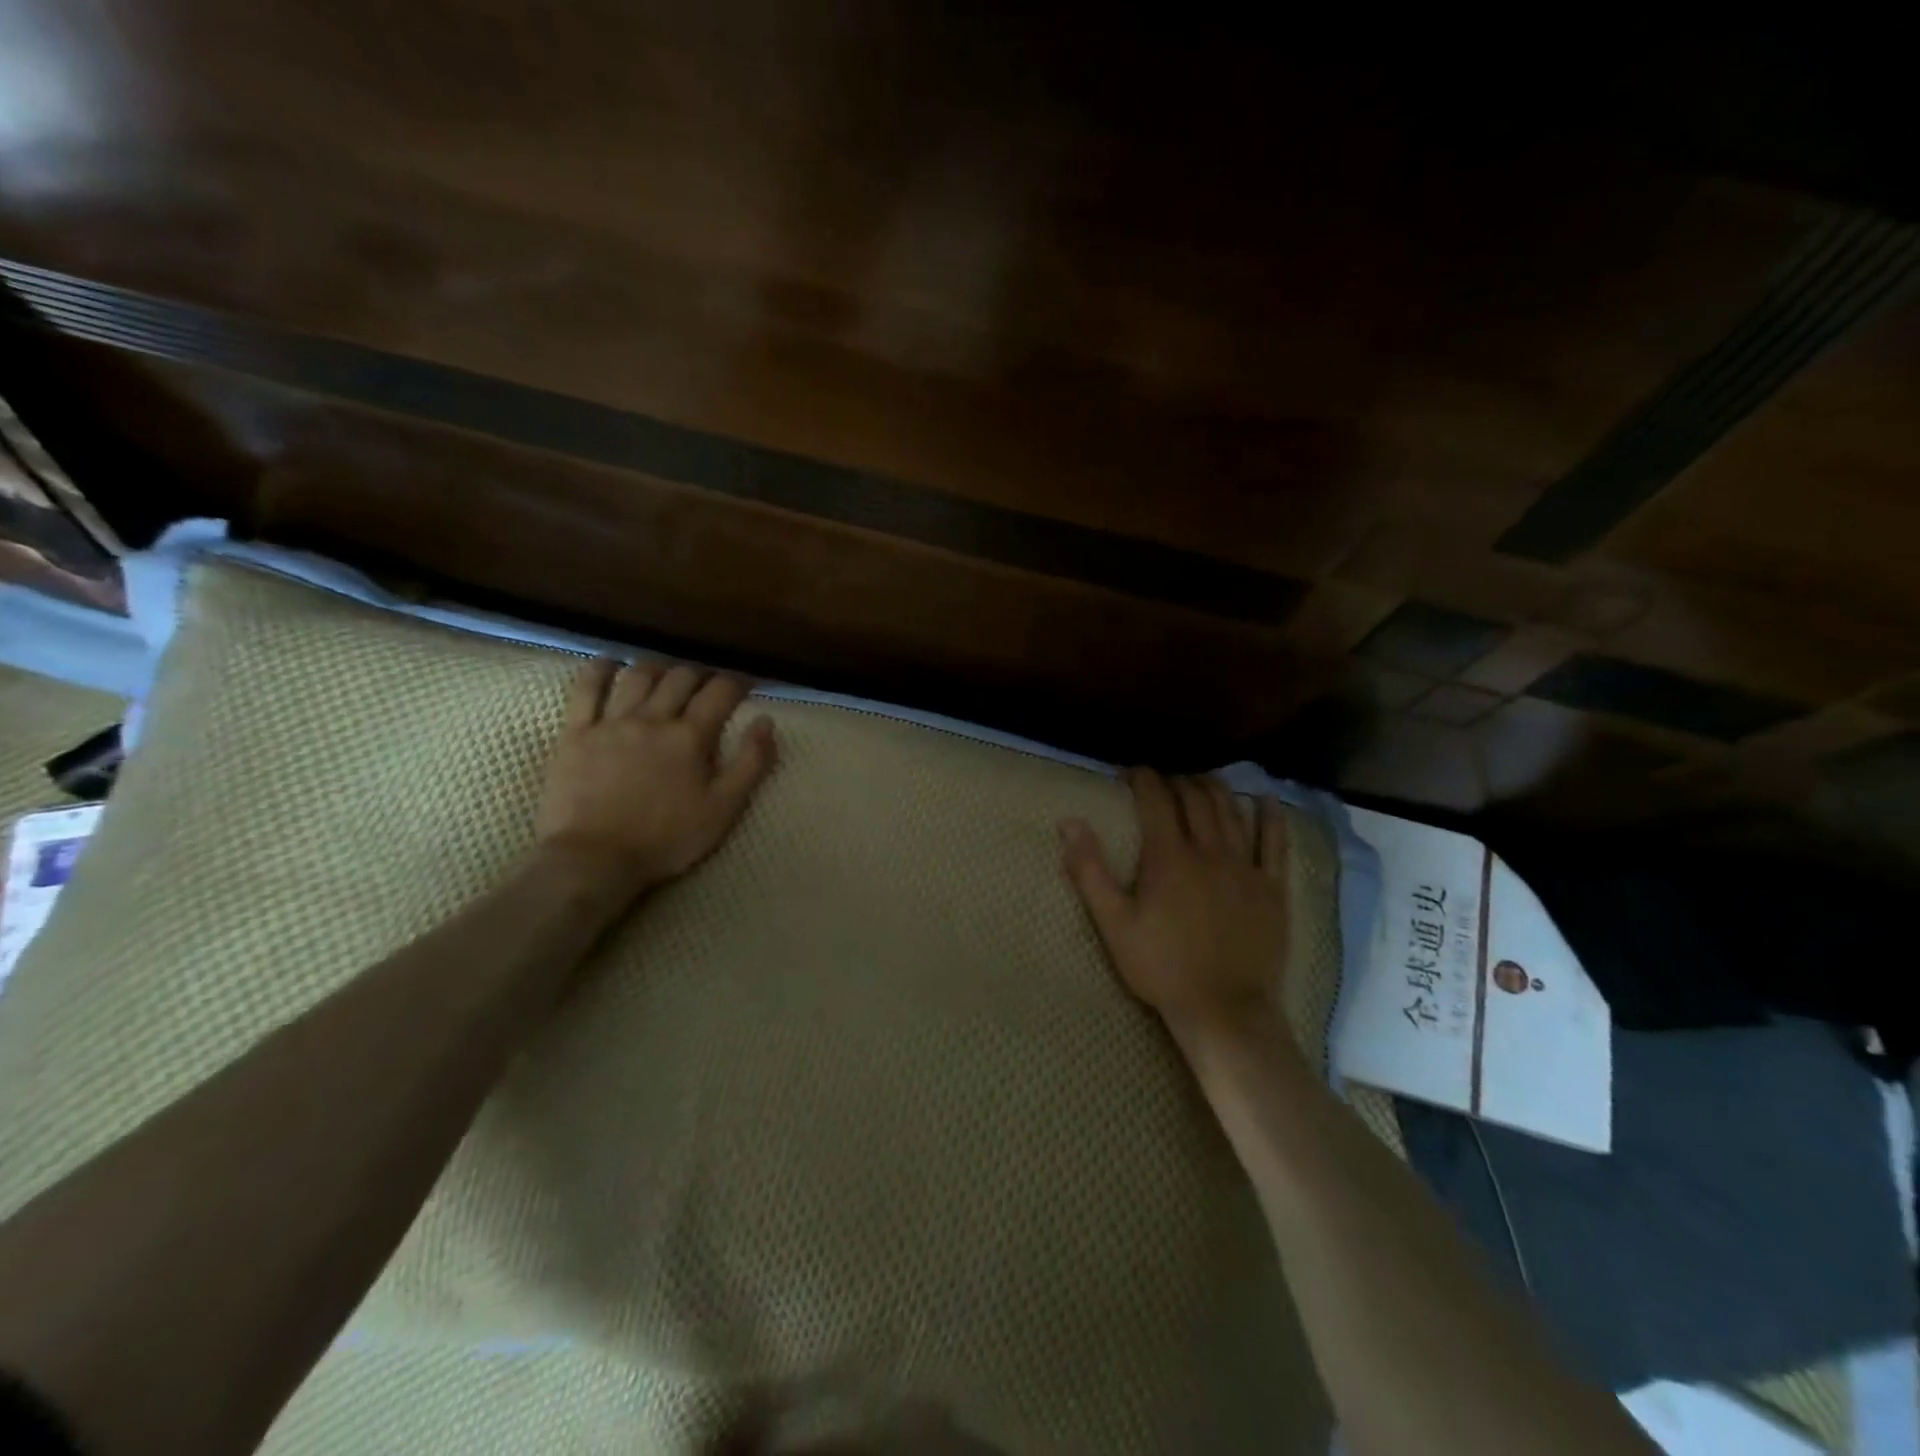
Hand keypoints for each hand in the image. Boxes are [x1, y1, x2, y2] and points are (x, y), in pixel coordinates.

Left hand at [534, 658, 777, 895]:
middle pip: (680, 678)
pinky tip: (609, 663)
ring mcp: (611, 722)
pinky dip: (599, 670)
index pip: (720, 692)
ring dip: (657, 667)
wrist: (594, 859)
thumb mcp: (724, 809)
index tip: (744, 685)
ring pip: (637, 676)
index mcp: (690, 737)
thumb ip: (750, 763)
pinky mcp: (576, 733)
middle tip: (706, 684)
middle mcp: (653, 718)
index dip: (737, 682)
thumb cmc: (666, 839)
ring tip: (665, 673)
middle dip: (699, 674)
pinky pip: (585, 689)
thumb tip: (766, 721)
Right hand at [1061, 769, 1291, 1047]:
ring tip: (1201, 781)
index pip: (1155, 799)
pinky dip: (1270, 816)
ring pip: (1231, 811)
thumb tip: (1069, 823)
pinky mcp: (1271, 887)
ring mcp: (1244, 867)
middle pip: (1195, 798)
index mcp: (1168, 856)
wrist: (1224, 1009)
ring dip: (1215, 788)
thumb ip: (1089, 871)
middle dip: (1177, 781)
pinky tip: (1266, 801)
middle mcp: (1208, 850)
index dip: (1142, 778)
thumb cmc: (1160, 967)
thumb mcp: (1113, 923)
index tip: (1130, 773)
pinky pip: (1275, 842)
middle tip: (1163, 781)